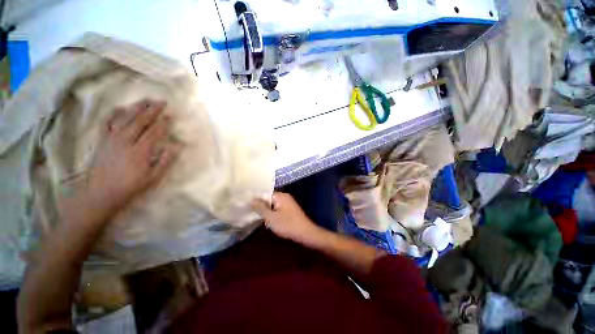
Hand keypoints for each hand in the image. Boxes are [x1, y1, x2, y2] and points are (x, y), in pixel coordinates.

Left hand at [76, 100, 177, 220]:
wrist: (99, 194)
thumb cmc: (129, 187)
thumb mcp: (152, 178)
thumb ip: (164, 162)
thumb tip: (175, 147)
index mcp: (139, 152)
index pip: (154, 132)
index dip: (163, 123)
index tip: (170, 115)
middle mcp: (125, 141)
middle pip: (140, 122)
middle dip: (152, 111)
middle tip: (161, 102)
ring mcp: (111, 139)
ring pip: (125, 119)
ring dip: (136, 108)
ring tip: (145, 100)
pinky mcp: (101, 141)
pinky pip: (107, 123)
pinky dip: (114, 114)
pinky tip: (120, 108)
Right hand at [251, 192, 320, 243]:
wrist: (305, 233)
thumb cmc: (287, 225)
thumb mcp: (271, 218)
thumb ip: (260, 208)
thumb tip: (251, 200)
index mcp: (280, 196)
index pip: (264, 193)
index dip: (255, 199)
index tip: (245, 204)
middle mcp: (285, 196)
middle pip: (268, 198)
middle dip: (260, 205)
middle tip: (249, 211)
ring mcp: (288, 203)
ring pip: (273, 204)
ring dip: (266, 209)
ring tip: (255, 215)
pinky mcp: (290, 209)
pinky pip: (277, 208)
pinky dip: (272, 212)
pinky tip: (267, 218)